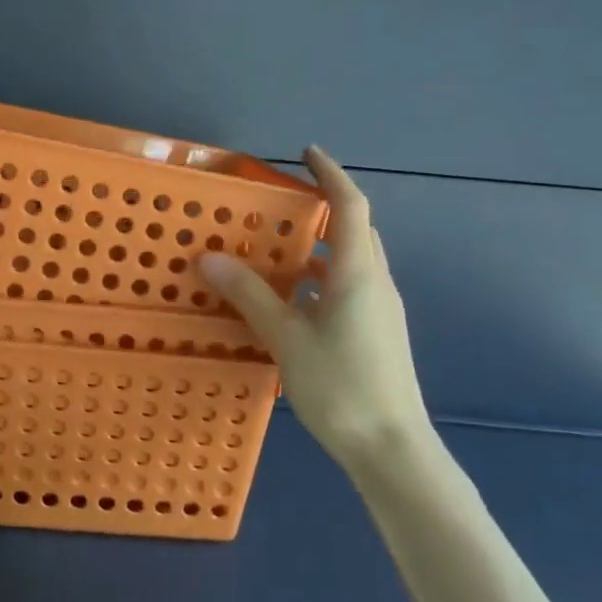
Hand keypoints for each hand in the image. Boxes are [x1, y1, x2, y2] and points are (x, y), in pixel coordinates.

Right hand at [197, 147, 435, 474]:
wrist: (392, 449)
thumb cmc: (341, 386)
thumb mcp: (286, 338)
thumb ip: (249, 295)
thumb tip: (209, 258)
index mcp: (356, 274)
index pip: (349, 206)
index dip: (330, 174)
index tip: (307, 152)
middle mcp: (374, 283)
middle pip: (355, 230)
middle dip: (325, 207)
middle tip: (285, 201)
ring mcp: (380, 310)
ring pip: (352, 260)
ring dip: (321, 245)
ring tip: (280, 249)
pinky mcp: (378, 332)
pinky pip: (349, 286)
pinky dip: (323, 276)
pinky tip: (294, 299)